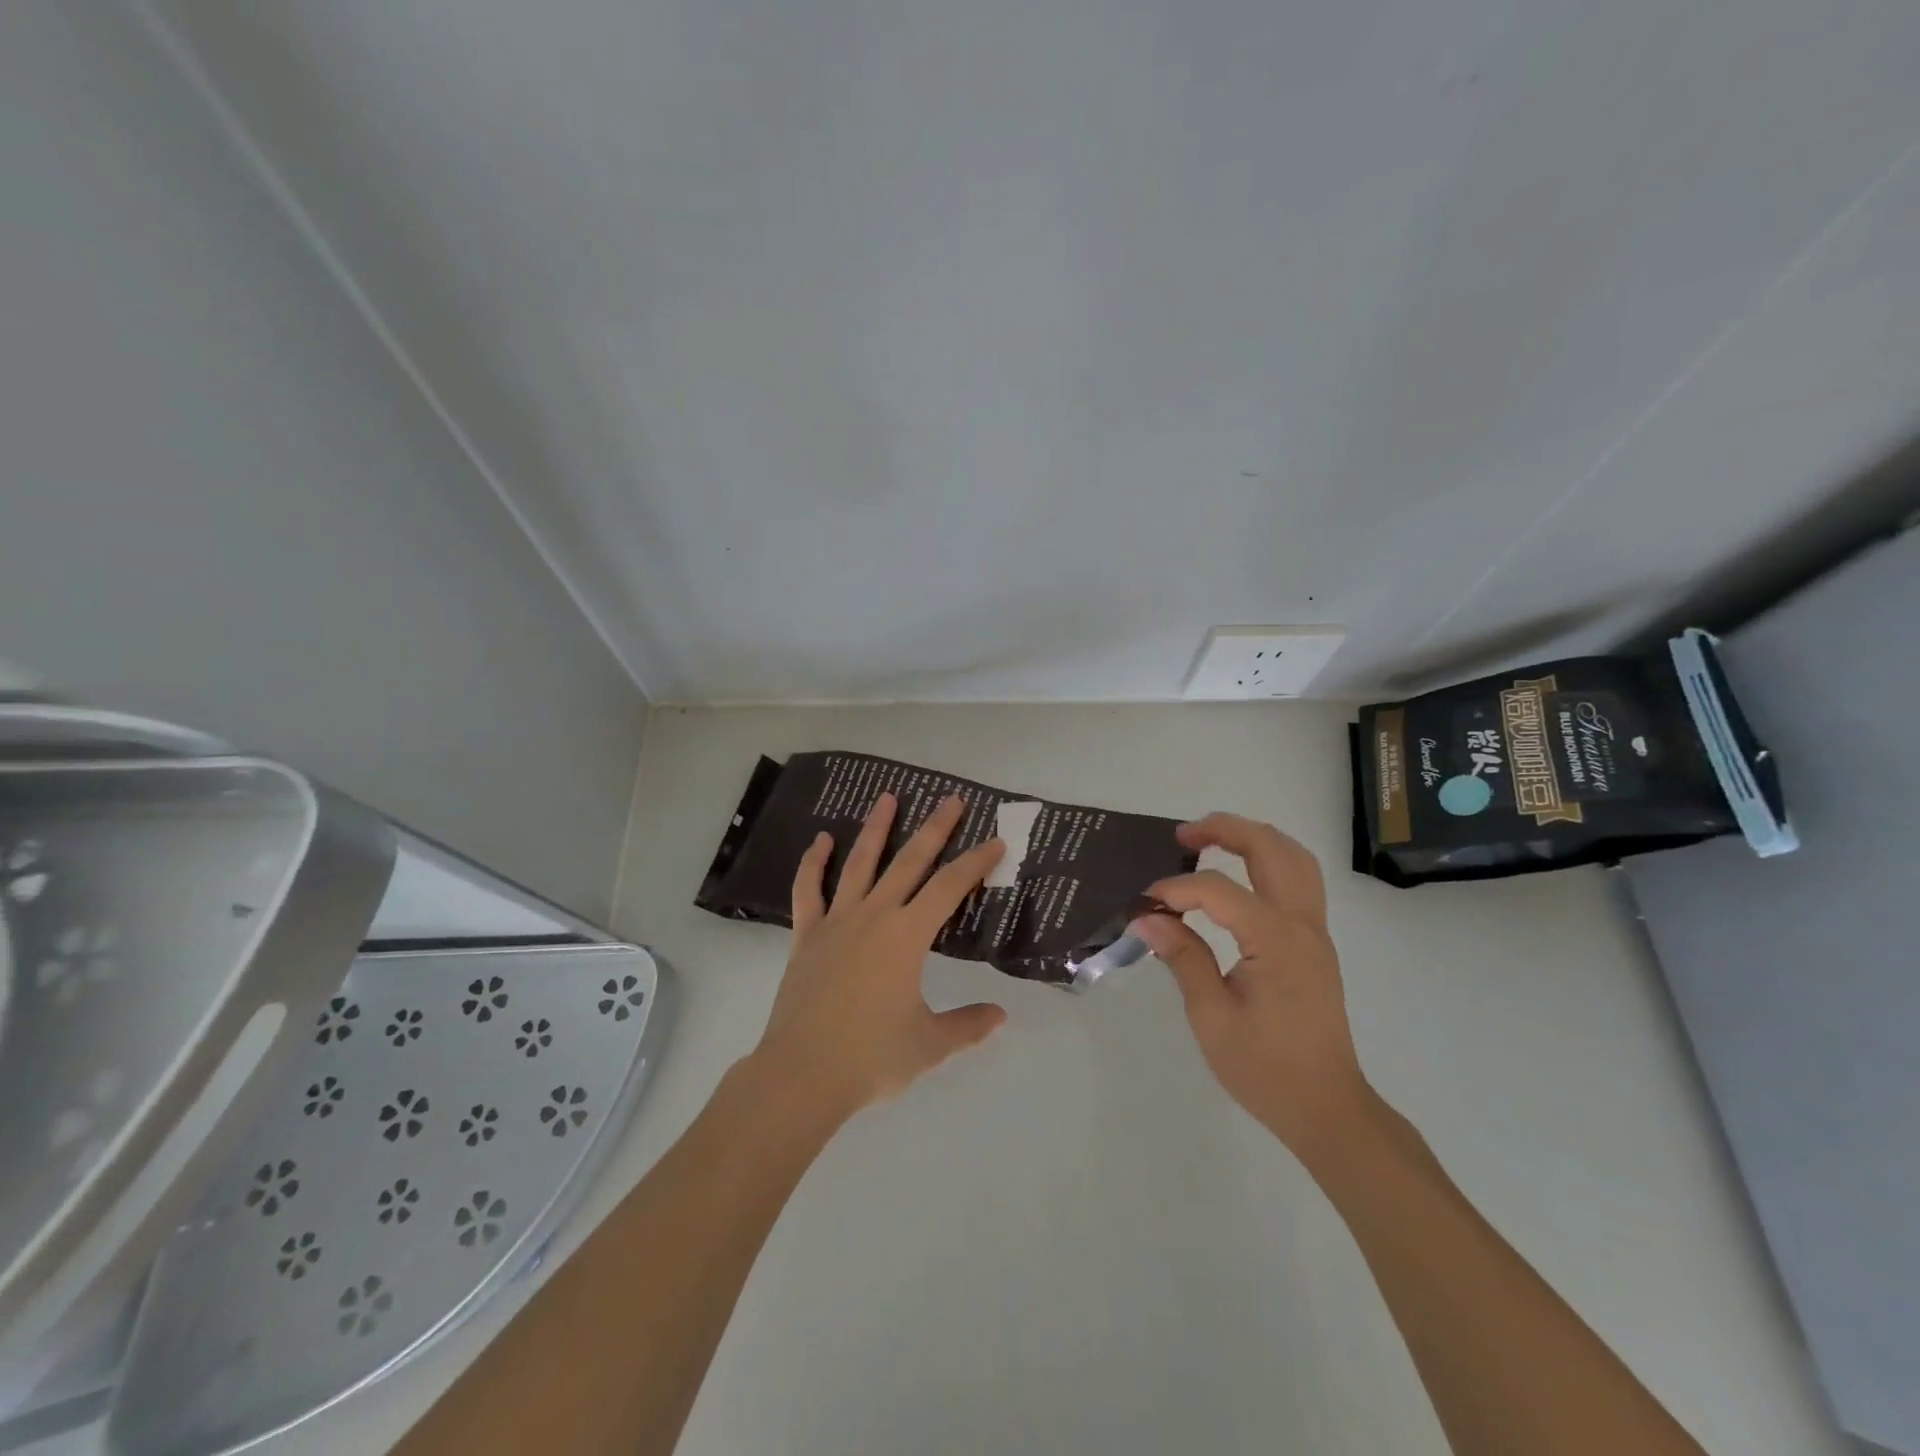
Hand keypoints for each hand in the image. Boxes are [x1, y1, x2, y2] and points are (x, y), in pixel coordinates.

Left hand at [749, 792, 1007, 1125]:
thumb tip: (1000, 1016)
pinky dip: (814, 863)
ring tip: (887, 797)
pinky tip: (821, 840)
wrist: (802, 1074)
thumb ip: (968, 1026)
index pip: (949, 888)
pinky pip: (809, 890)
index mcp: (907, 937)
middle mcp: (874, 917)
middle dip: (934, 829)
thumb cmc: (871, 1058)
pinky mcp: (807, 936)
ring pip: (859, 863)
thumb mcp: (930, 1045)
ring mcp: (836, 922)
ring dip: (875, 829)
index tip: (995, 842)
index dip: (975, 863)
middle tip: (950, 800)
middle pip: (909, 862)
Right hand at [1135, 814, 1371, 1159]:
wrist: (1327, 1108)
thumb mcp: (1211, 1016)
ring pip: (1294, 858)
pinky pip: (1299, 880)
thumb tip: (1147, 918)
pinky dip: (1269, 860)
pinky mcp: (1315, 944)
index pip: (1218, 890)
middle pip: (1271, 850)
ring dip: (1254, 838)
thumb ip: (1183, 957)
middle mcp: (1302, 924)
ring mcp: (1314, 932)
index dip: (1176, 890)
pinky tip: (1240, 872)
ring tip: (1211, 840)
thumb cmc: (1265, 1068)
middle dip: (1225, 830)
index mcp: (1275, 940)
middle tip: (1182, 835)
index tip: (1143, 905)